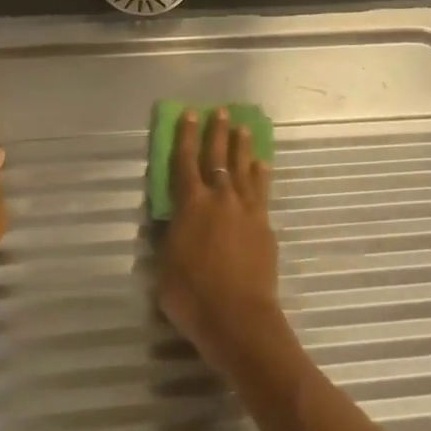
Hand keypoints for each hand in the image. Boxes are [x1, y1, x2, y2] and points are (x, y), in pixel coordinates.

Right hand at [157, 108, 289, 373]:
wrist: (239, 319)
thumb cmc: (192, 296)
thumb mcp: (166, 265)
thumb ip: (172, 235)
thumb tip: (176, 219)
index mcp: (191, 205)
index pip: (186, 161)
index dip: (186, 136)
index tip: (190, 114)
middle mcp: (220, 199)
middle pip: (219, 157)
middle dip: (217, 132)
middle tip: (221, 111)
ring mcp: (246, 211)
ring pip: (244, 170)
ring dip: (242, 148)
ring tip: (243, 129)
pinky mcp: (264, 227)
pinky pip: (262, 192)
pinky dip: (261, 175)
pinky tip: (262, 166)